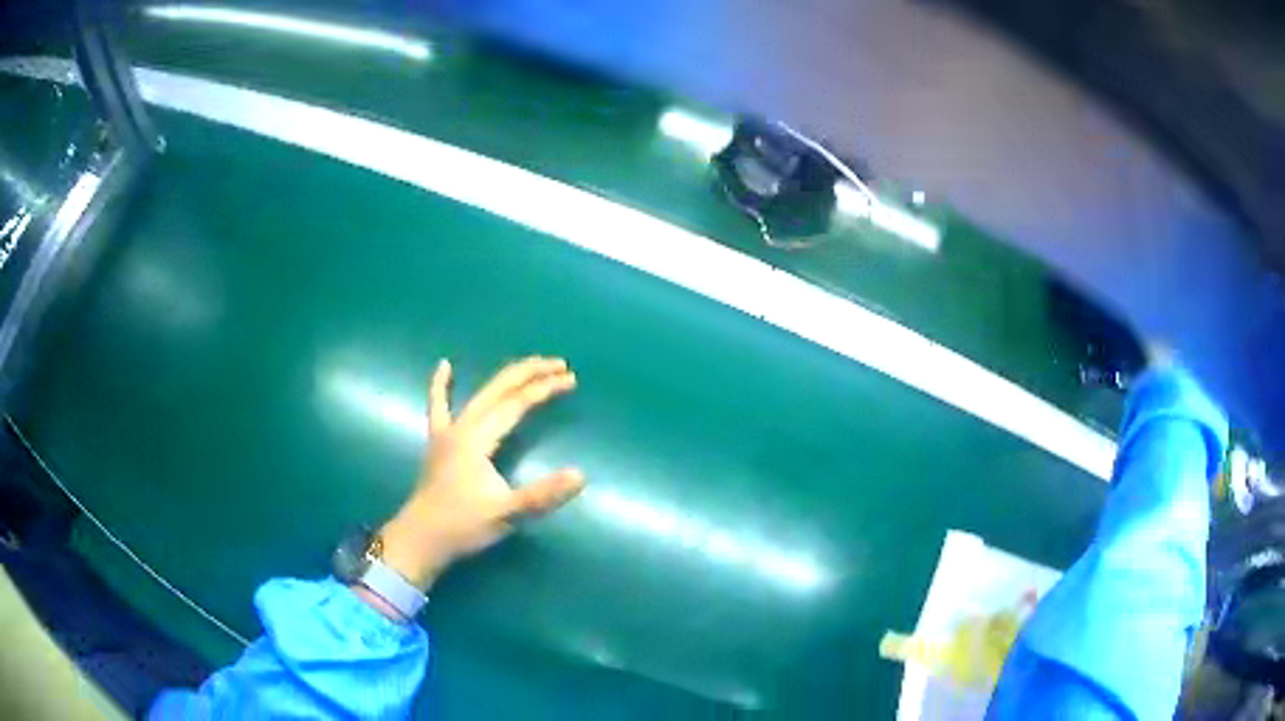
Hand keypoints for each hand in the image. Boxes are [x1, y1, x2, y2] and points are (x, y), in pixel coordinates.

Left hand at [376, 356, 585, 590]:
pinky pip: (438, 405)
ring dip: (506, 378)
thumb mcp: (506, 512)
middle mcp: (462, 426)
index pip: (517, 404)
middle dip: (530, 373)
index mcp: (478, 438)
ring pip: (479, 394)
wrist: (421, 538)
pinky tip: (445, 366)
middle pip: (499, 389)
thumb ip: (542, 493)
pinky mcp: (438, 441)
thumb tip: (580, 475)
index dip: (545, 389)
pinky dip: (441, 385)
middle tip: (559, 364)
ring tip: (528, 365)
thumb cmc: (463, 525)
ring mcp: (447, 431)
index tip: (571, 380)